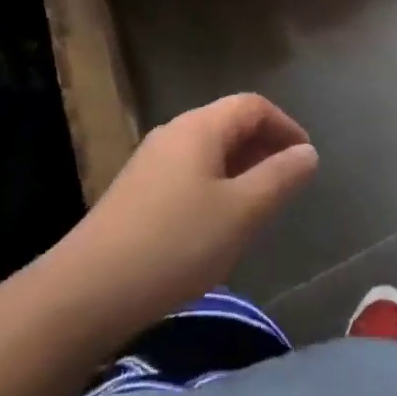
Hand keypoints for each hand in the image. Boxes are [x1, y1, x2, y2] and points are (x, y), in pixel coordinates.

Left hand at [59, 93, 317, 327]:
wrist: (89, 289)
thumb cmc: (176, 244)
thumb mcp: (241, 213)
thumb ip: (279, 178)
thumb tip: (307, 152)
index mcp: (200, 127)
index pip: (252, 106)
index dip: (285, 125)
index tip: (306, 159)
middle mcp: (174, 132)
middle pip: (228, 123)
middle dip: (263, 147)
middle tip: (286, 184)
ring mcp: (150, 161)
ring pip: (207, 150)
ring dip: (239, 168)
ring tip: (257, 206)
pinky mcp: (136, 190)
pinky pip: (187, 172)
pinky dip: (214, 185)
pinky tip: (215, 224)